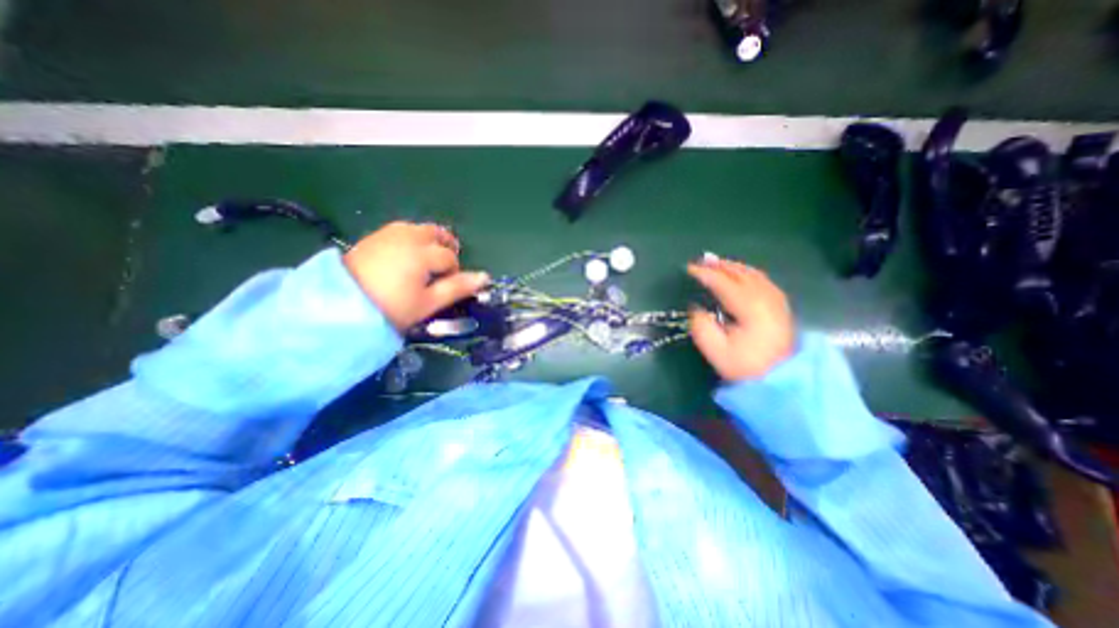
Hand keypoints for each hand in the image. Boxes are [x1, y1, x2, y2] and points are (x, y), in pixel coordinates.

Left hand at [344, 220, 487, 330]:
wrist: (339, 307)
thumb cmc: (391, 308)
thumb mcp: (428, 302)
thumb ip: (458, 288)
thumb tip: (485, 277)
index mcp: (423, 253)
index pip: (449, 257)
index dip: (453, 272)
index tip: (447, 287)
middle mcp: (407, 237)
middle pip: (436, 233)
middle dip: (445, 247)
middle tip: (442, 269)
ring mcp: (388, 234)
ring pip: (418, 229)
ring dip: (429, 241)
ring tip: (425, 261)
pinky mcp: (373, 237)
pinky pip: (400, 230)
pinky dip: (410, 238)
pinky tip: (405, 255)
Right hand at [688, 255, 789, 381]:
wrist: (780, 379)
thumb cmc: (746, 366)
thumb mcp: (717, 351)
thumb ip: (702, 327)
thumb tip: (696, 308)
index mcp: (750, 309)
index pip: (724, 283)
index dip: (706, 274)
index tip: (689, 269)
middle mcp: (766, 299)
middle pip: (741, 274)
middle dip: (720, 265)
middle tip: (701, 260)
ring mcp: (776, 301)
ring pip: (754, 274)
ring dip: (734, 266)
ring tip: (717, 263)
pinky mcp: (780, 306)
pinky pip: (762, 280)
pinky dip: (747, 272)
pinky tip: (740, 274)